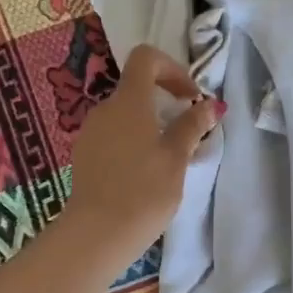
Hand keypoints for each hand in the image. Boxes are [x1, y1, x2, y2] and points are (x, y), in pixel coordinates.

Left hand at [62, 44, 222, 267]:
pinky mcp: (84, 155)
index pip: (145, 58)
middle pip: (136, 88)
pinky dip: (132, 141)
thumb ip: (191, 127)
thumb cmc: (143, 191)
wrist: (97, 234)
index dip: (172, 68)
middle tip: (187, 130)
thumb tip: (209, 106)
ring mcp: (90, 132)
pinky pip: (112, 135)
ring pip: (124, 114)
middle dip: (164, 101)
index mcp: (128, 101)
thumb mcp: (176, 158)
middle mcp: (104, 109)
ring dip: (149, 124)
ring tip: (168, 157)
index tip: (190, 97)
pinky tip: (144, 172)